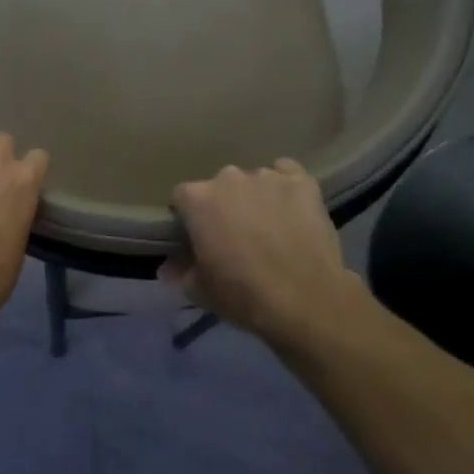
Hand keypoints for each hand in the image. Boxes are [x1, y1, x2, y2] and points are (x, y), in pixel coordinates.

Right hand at [161, 159, 362, 348]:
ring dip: (254, 198)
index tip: (197, 238)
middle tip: (234, 237)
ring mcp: (268, 177)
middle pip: (218, 187)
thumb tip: (168, 268)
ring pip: (253, 181)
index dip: (188, 218)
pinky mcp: (303, 182)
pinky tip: (290, 209)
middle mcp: (229, 178)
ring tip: (268, 227)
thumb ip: (180, 271)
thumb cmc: (241, 293)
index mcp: (198, 199)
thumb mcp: (198, 290)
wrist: (305, 300)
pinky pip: (287, 173)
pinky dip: (285, 187)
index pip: (182, 197)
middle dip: (223, 206)